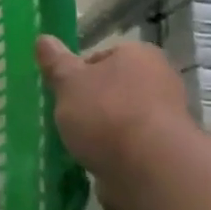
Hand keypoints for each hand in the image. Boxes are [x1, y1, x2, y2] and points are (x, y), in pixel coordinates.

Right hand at [35, 36, 192, 175]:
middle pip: (112, 88)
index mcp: (138, 55)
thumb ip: (55, 62)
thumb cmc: (106, 113)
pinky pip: (131, 147)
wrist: (150, 170)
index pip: (100, 57)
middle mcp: (160, 80)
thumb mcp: (68, 82)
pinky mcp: (166, 152)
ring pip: (121, 119)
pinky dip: (115, 154)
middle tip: (67, 120)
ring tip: (79, 146)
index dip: (77, 74)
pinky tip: (97, 164)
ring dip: (102, 132)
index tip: (62, 93)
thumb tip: (43, 39)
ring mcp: (167, 118)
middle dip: (90, 104)